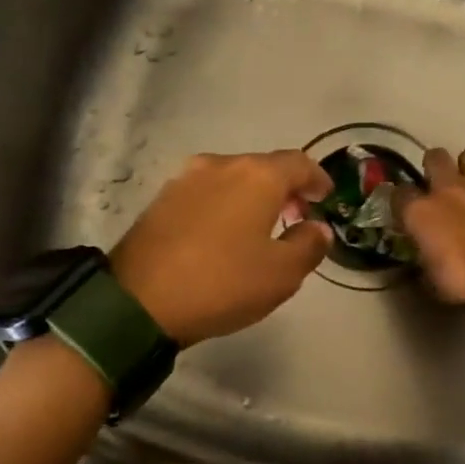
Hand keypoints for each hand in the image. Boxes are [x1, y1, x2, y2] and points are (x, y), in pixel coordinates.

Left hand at [109, 151, 334, 345]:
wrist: (139, 300)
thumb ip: (308, 245)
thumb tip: (317, 228)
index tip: (326, 197)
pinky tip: (225, 233)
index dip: (318, 179)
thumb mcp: (281, 274)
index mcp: (257, 176)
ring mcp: (186, 179)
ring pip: (232, 178)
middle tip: (296, 215)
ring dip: (252, 196)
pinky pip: (207, 193)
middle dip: (285, 188)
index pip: (299, 163)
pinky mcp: (161, 199)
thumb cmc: (222, 283)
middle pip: (264, 167)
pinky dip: (225, 205)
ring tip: (260, 227)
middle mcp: (221, 165)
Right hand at [394, 147, 464, 305]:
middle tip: (439, 188)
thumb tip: (426, 257)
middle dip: (434, 167)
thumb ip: (426, 258)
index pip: (399, 193)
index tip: (406, 212)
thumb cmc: (464, 280)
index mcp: (420, 210)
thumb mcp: (432, 277)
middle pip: (434, 157)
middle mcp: (448, 189)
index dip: (402, 201)